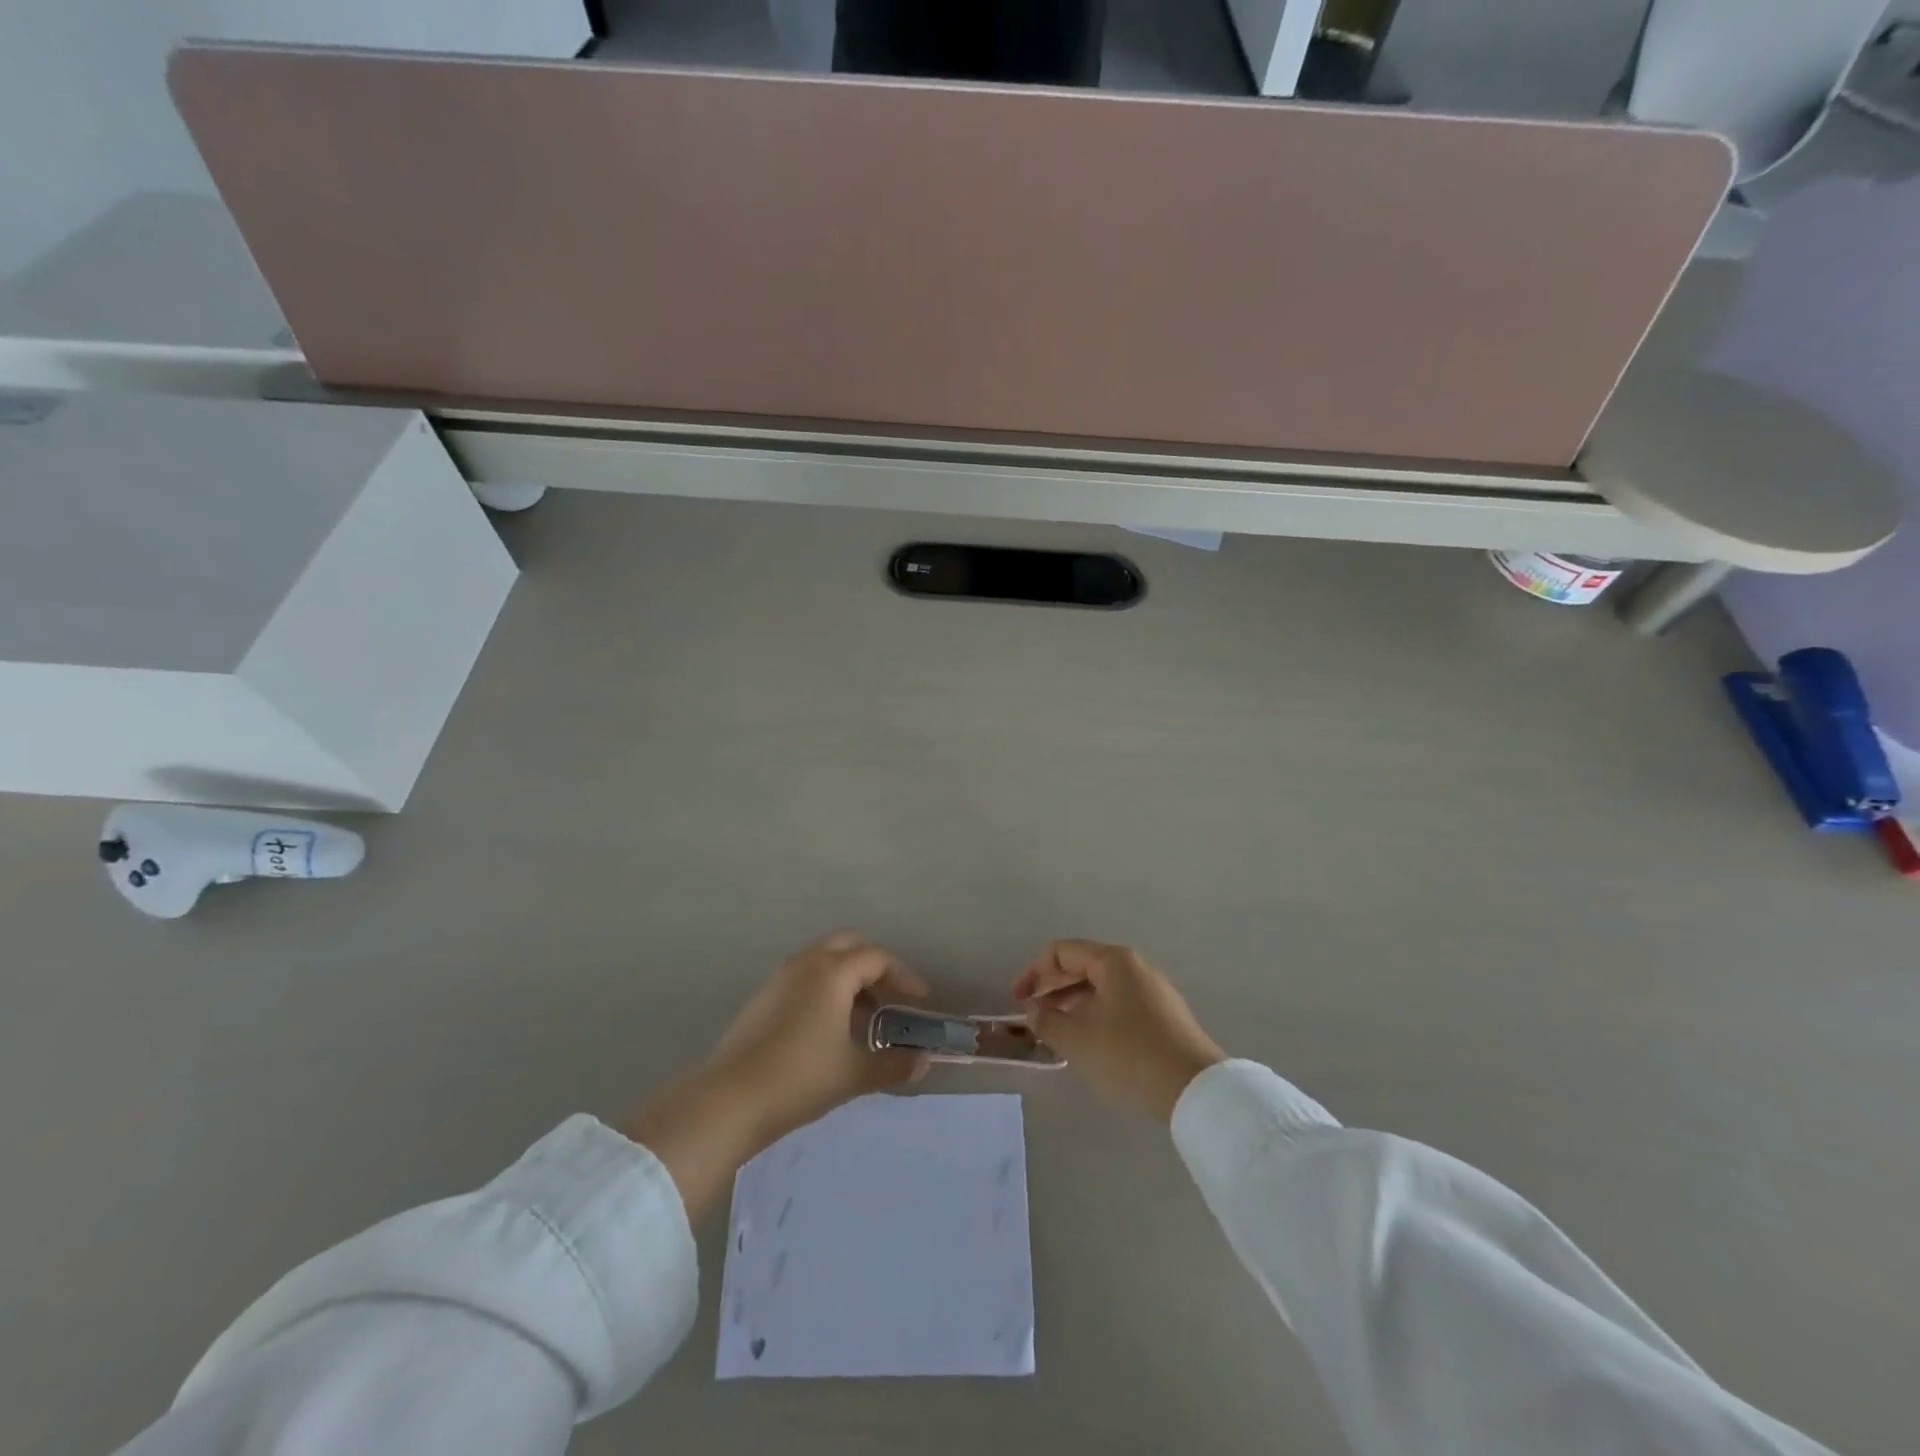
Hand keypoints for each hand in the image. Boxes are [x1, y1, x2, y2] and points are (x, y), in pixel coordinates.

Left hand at [625, 933, 930, 1218]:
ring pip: (823, 960)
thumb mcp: (854, 1073)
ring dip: (848, 978)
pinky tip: (829, 1028)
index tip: (920, 1000)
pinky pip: (804, 977)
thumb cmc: (800, 1078)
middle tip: (891, 996)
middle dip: (875, 966)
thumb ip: (893, 1065)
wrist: (730, 1100)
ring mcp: (780, 978)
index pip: (877, 958)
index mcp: (832, 972)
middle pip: (849, 945)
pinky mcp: (763, 997)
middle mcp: (806, 963)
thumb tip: (922, 1063)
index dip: (904, 976)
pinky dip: (825, 989)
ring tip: (864, 1018)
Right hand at [1013, 940, 1224, 1121]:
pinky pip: (1119, 1005)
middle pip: (1082, 966)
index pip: (1062, 952)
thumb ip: (1047, 1020)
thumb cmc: (1128, 1053)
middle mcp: (1134, 967)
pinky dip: (1095, 1015)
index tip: (1018, 1000)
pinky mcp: (1164, 1017)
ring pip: (1101, 988)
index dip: (1033, 972)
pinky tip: (1089, 1043)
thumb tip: (1033, 1009)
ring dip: (1072, 1004)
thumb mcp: (1077, 1039)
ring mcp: (1153, 991)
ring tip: (1055, 1030)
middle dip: (1052, 988)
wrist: (1193, 1088)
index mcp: (1113, 961)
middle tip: (1032, 1013)